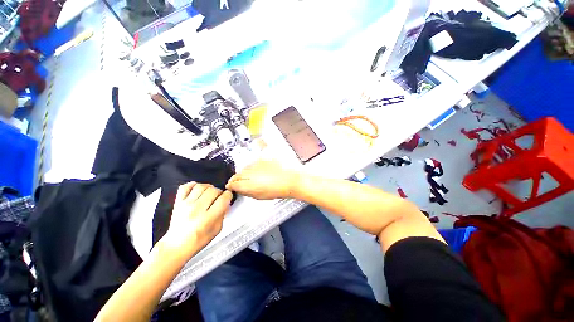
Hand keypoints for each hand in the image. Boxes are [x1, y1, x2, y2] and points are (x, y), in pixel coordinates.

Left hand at [159, 182, 232, 259]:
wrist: (176, 246)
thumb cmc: (198, 241)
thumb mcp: (217, 230)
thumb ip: (223, 214)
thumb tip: (226, 202)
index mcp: (208, 218)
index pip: (223, 199)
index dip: (228, 195)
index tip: (228, 196)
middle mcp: (197, 209)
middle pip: (213, 190)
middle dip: (219, 192)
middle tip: (218, 197)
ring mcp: (186, 204)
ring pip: (201, 186)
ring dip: (208, 188)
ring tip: (209, 193)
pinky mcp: (178, 202)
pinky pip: (185, 187)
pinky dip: (193, 185)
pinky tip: (197, 189)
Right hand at [226, 160, 299, 199]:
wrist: (289, 180)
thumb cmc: (276, 190)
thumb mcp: (259, 196)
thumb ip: (246, 192)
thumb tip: (239, 189)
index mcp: (247, 184)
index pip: (232, 183)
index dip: (230, 185)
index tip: (231, 187)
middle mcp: (249, 172)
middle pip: (237, 174)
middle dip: (236, 179)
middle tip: (238, 182)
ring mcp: (255, 164)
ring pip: (244, 168)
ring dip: (244, 172)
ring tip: (250, 177)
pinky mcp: (262, 159)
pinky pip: (253, 163)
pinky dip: (252, 168)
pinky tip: (257, 172)